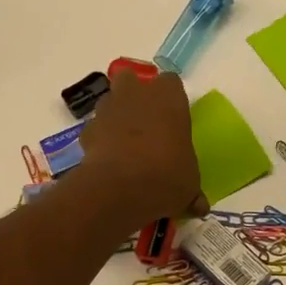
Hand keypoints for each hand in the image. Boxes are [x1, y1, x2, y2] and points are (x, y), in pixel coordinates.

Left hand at [77, 68, 206, 226]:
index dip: (170, 97)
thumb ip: (191, 189)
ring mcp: (107, 110)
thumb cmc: (166, 175)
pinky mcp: (87, 131)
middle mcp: (136, 95)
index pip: (171, 82)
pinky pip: (94, 129)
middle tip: (144, 120)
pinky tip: (107, 160)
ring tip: (124, 142)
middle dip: (134, 94)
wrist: (120, 187)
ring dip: (114, 115)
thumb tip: (199, 205)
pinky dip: (99, 140)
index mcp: (168, 98)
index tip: (173, 116)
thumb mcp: (189, 185)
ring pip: (109, 101)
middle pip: (130, 79)